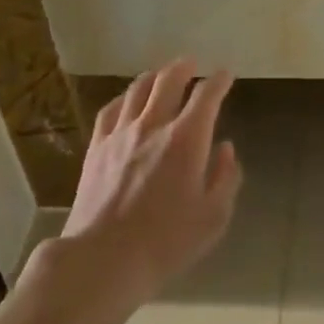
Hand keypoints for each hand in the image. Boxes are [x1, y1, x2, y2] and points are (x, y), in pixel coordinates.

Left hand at [59, 60, 240, 310]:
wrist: (103, 259)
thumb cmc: (166, 242)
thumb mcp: (213, 218)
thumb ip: (226, 178)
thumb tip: (225, 149)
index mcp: (187, 139)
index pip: (207, 95)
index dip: (219, 81)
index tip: (225, 75)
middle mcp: (154, 125)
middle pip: (169, 80)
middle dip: (184, 67)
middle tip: (192, 64)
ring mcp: (121, 133)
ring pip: (138, 89)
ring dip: (155, 76)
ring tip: (162, 75)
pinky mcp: (97, 147)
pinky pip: (111, 109)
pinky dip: (125, 97)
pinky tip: (128, 100)